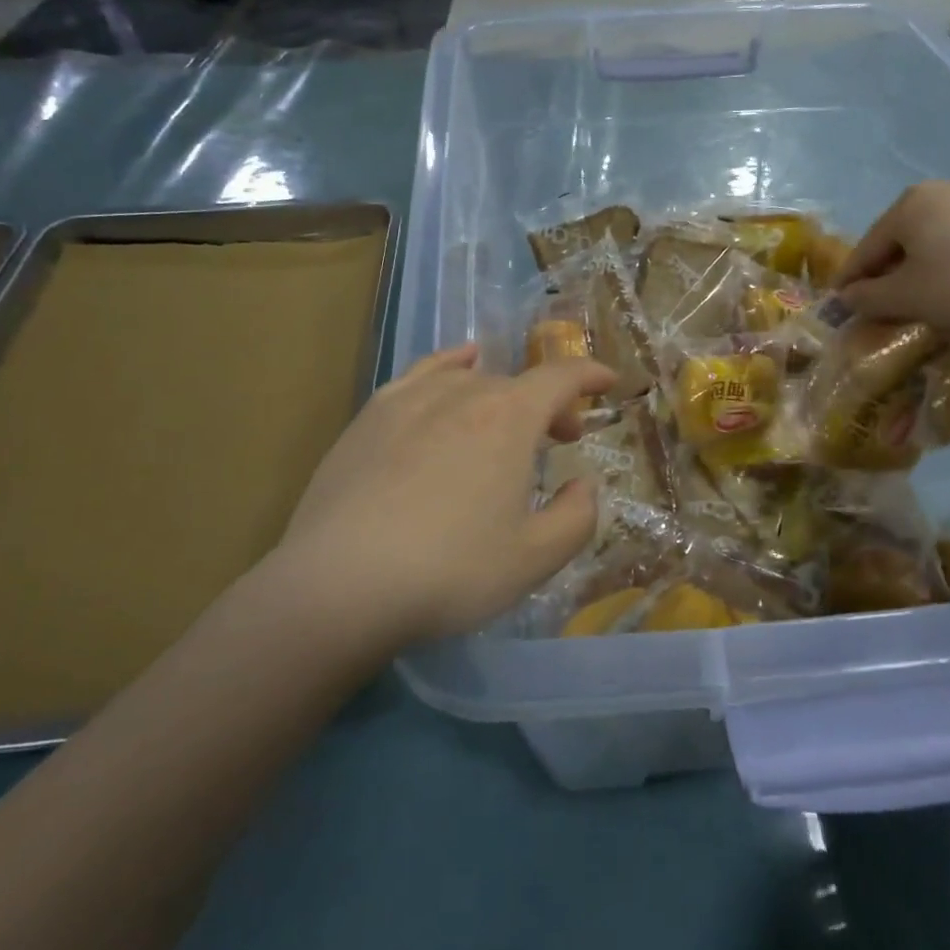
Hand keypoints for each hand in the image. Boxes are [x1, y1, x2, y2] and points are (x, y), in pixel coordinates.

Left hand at [265, 344, 615, 646]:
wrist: (340, 585)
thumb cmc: (451, 571)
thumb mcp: (535, 558)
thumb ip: (577, 516)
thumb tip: (583, 484)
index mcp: (509, 418)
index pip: (560, 378)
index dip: (590, 376)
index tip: (609, 382)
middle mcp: (463, 393)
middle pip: (518, 384)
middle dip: (550, 405)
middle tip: (562, 439)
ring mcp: (410, 400)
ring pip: (471, 380)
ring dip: (503, 395)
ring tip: (508, 418)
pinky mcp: (370, 417)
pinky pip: (422, 374)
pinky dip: (450, 365)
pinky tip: (456, 368)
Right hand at [834, 181, 949, 332]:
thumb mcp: (906, 297)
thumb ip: (867, 297)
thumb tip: (846, 297)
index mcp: (907, 205)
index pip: (866, 248)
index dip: (851, 280)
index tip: (840, 307)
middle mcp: (938, 192)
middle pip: (898, 241)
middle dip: (886, 275)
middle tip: (879, 306)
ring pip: (930, 242)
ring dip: (918, 271)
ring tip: (917, 301)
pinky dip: (948, 266)